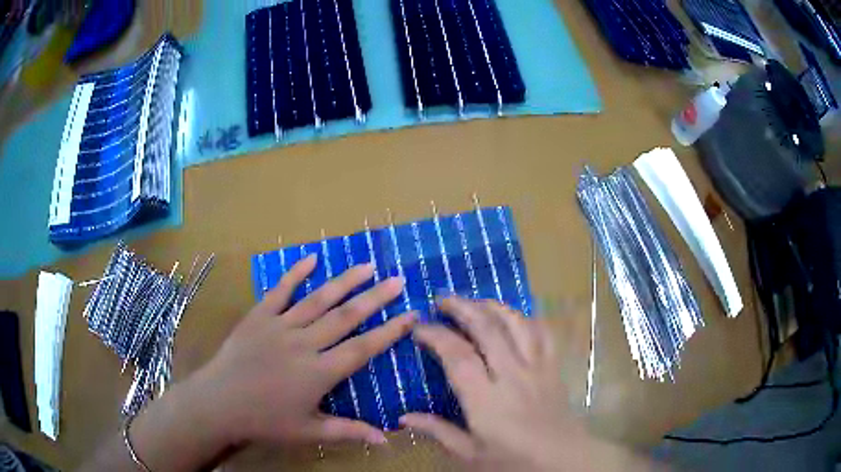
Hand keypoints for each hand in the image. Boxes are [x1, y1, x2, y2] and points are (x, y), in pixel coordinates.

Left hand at [192, 254, 414, 446]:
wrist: (219, 403)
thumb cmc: (265, 421)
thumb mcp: (309, 432)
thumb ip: (348, 432)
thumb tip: (387, 440)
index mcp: (318, 373)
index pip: (362, 349)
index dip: (389, 332)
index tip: (411, 315)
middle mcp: (303, 344)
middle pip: (345, 317)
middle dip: (374, 298)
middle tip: (397, 280)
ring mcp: (279, 326)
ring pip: (317, 299)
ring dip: (344, 281)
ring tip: (366, 265)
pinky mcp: (258, 316)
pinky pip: (280, 291)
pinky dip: (295, 273)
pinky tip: (312, 258)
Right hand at [401, 297, 645, 471]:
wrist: (563, 461)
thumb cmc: (513, 462)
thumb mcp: (471, 454)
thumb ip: (439, 432)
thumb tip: (403, 417)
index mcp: (486, 401)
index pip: (458, 356)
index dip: (436, 335)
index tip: (419, 326)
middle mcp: (512, 376)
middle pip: (487, 329)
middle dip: (462, 307)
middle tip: (442, 299)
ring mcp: (537, 368)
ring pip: (516, 324)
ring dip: (493, 306)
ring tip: (475, 301)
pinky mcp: (553, 367)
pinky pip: (543, 333)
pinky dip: (527, 318)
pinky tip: (515, 316)